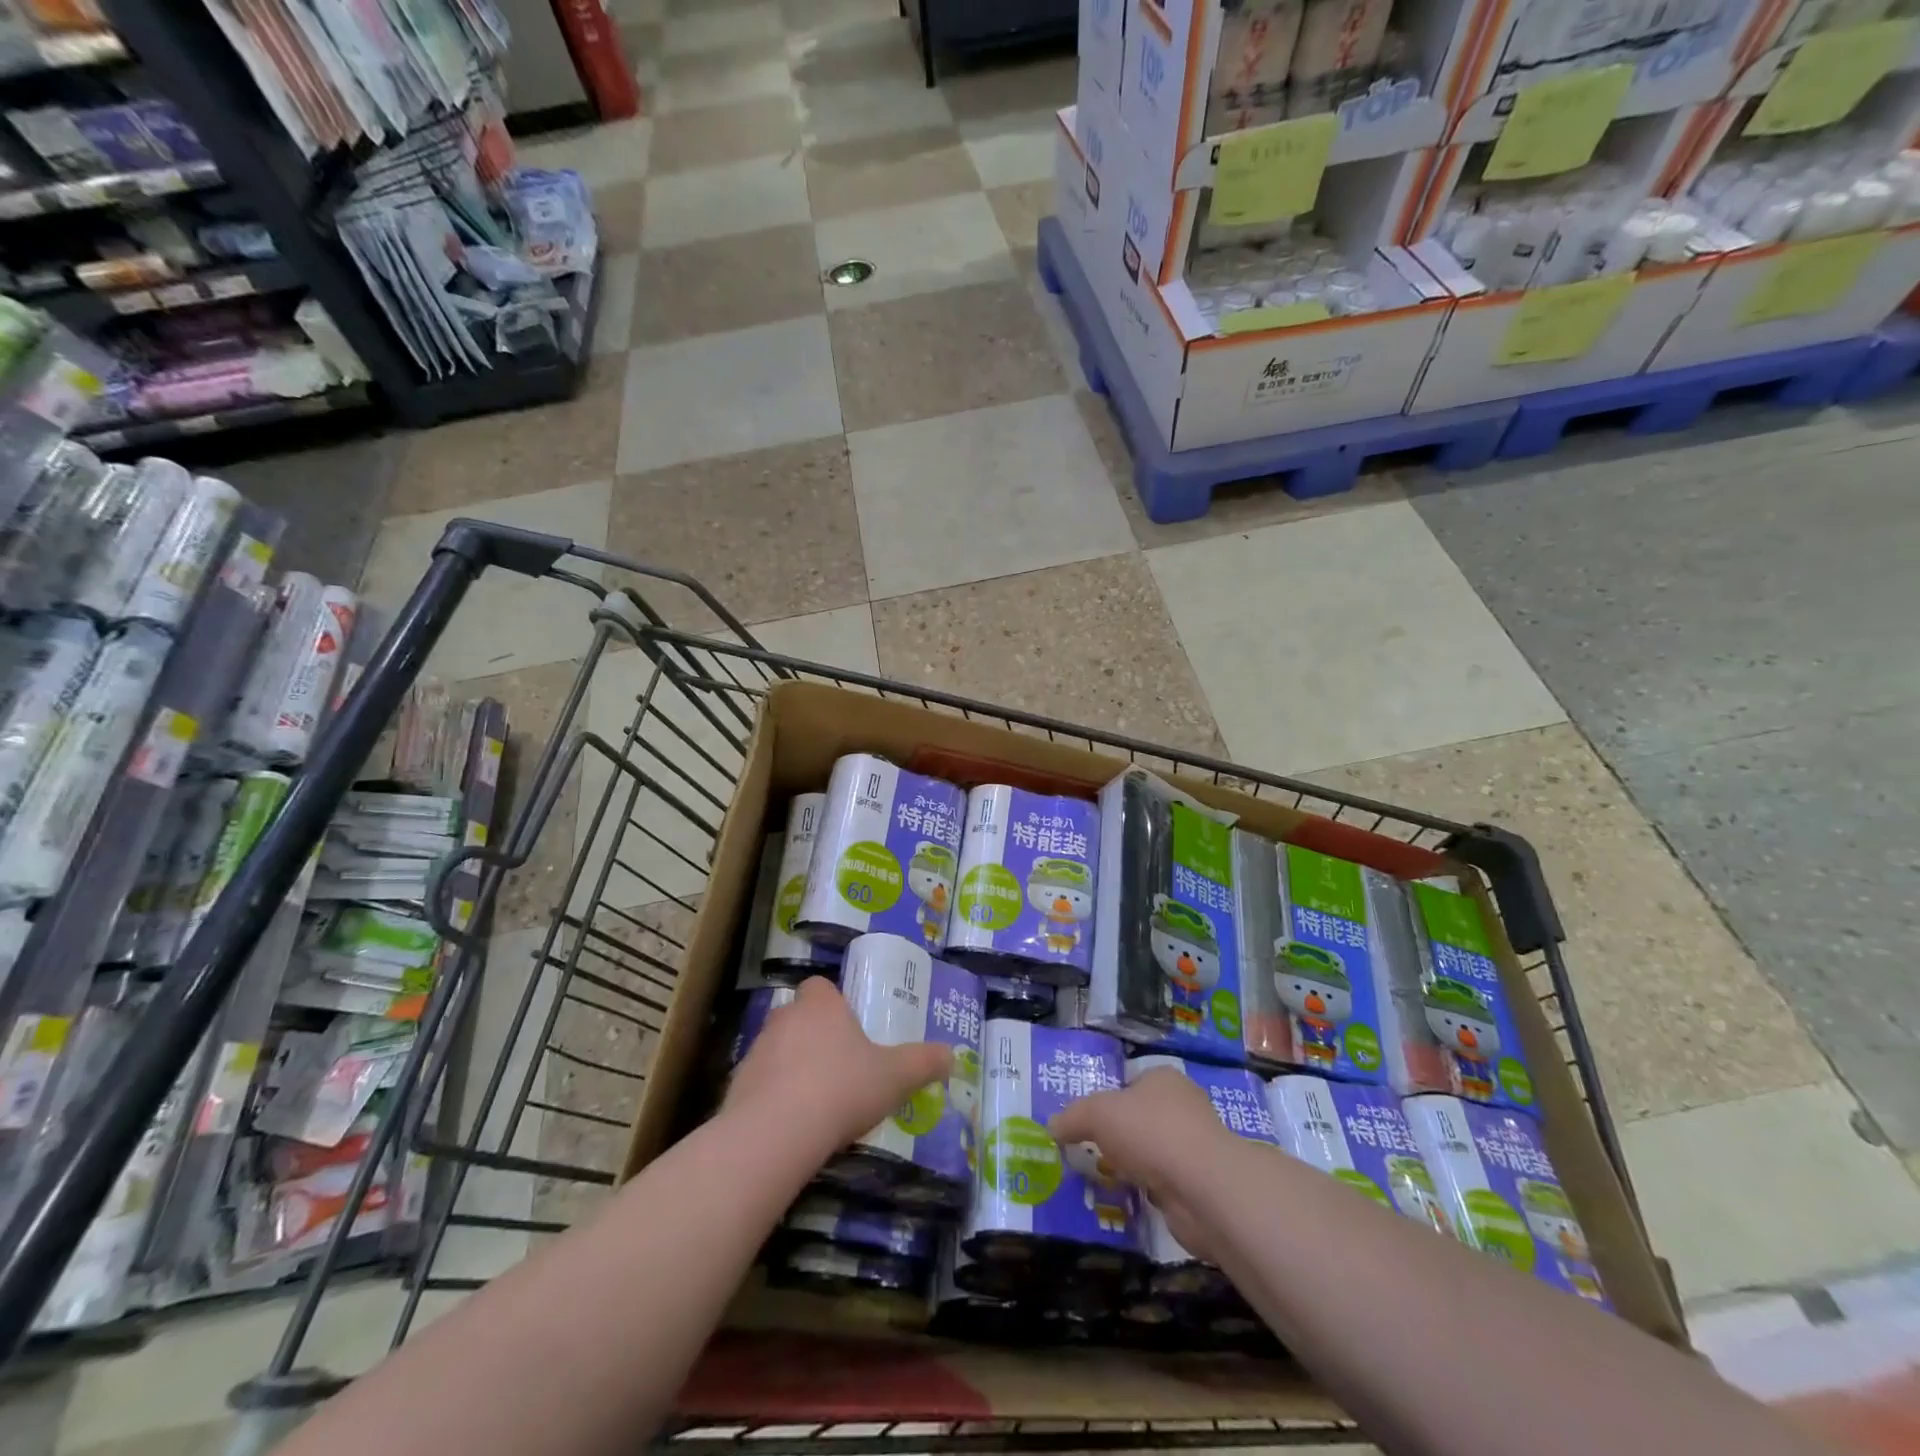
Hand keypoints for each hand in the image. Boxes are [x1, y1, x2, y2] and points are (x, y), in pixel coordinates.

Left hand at [725, 977, 952, 1154]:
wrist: (775, 1133)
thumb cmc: (841, 1088)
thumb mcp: (895, 1077)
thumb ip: (923, 1063)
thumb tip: (952, 1055)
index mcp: (821, 1005)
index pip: (821, 987)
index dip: (833, 1004)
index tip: (849, 1029)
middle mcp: (785, 1018)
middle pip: (798, 1017)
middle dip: (814, 1037)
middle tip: (839, 1068)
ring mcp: (756, 1051)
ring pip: (777, 1051)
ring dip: (792, 1069)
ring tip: (817, 1103)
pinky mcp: (735, 1088)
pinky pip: (759, 1086)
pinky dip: (773, 1100)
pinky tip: (792, 1127)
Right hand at [1049, 1067, 1235, 1260]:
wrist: (1205, 1189)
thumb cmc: (1150, 1133)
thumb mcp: (1097, 1114)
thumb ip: (1072, 1117)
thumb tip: (1051, 1126)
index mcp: (1162, 1078)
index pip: (1129, 1083)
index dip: (1106, 1102)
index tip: (1084, 1125)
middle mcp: (1183, 1107)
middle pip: (1139, 1119)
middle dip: (1117, 1138)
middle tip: (1088, 1154)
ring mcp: (1194, 1147)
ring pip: (1151, 1153)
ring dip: (1132, 1167)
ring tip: (1104, 1180)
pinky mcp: (1199, 1185)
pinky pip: (1163, 1184)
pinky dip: (1148, 1191)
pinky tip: (1129, 1199)